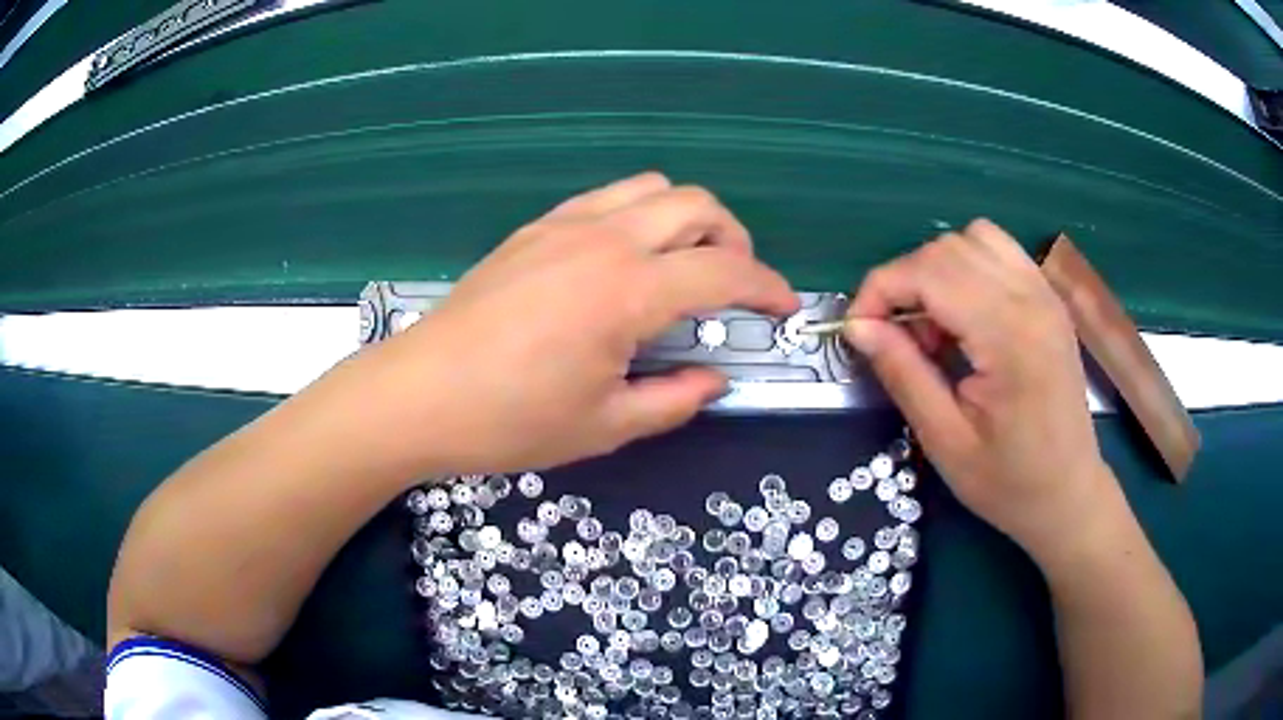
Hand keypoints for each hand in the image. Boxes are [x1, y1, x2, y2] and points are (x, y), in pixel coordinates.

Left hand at [363, 173, 797, 473]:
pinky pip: (607, 198)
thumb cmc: (511, 421)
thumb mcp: (606, 425)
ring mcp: (565, 225)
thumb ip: (675, 399)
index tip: (784, 307)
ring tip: (684, 264)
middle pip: (697, 204)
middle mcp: (605, 240)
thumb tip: (715, 380)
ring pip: (652, 187)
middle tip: (735, 285)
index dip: (767, 287)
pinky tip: (626, 260)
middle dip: (734, 239)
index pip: (725, 272)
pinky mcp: (535, 228)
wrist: (421, 394)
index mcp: (628, 292)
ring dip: (687, 218)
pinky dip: (640, 215)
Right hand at [845, 219, 1117, 559]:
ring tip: (936, 325)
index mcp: (1009, 336)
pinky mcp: (1050, 298)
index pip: (929, 272)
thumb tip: (857, 326)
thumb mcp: (945, 441)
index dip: (880, 289)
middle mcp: (1031, 298)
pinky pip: (1000, 251)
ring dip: (938, 270)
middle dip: (905, 281)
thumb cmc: (1008, 482)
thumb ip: (903, 373)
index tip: (857, 330)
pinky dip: (968, 268)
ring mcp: (1046, 293)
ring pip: (973, 238)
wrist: (1068, 494)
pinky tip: (965, 315)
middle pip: (948, 248)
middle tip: (899, 340)